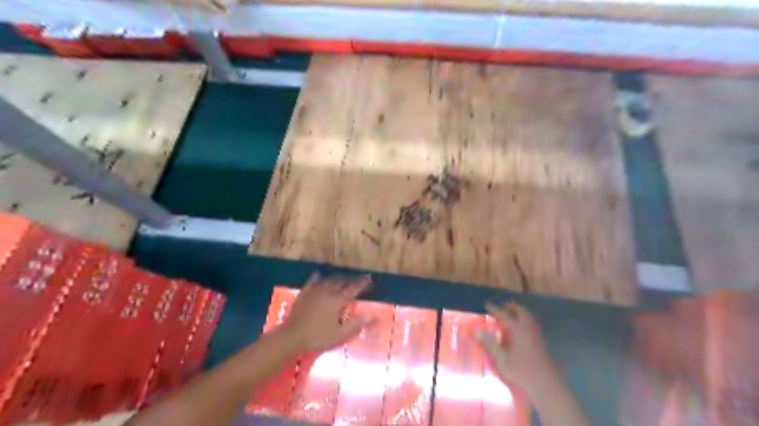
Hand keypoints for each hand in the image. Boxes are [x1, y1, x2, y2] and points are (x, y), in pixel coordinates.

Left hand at [279, 272, 374, 351]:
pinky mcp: (304, 293)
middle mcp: (328, 292)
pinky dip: (318, 277)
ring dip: (337, 278)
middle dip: (350, 280)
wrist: (292, 336)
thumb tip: (374, 316)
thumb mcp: (340, 334)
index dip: (362, 284)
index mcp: (337, 301)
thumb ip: (357, 324)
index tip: (369, 278)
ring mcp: (315, 291)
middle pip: (341, 282)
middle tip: (357, 280)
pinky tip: (319, 275)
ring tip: (343, 278)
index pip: (353, 289)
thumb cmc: (318, 337)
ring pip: (329, 280)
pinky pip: (313, 281)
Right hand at [472, 301, 554, 394]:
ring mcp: (537, 335)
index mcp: (519, 330)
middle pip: (521, 312)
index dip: (495, 309)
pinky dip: (524, 321)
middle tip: (501, 307)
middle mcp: (529, 329)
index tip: (487, 304)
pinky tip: (519, 329)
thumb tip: (477, 330)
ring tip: (510, 315)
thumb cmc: (522, 371)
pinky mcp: (541, 343)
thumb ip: (490, 343)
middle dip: (511, 307)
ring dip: (519, 313)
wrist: (546, 385)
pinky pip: (531, 325)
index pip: (505, 315)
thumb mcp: (502, 358)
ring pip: (529, 317)